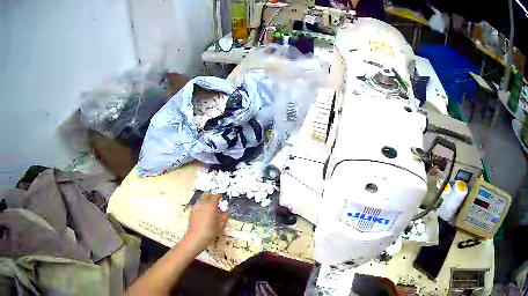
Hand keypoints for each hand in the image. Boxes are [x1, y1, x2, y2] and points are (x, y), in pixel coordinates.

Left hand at [184, 194, 228, 250]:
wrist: (195, 238)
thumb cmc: (209, 232)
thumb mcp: (220, 226)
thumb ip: (224, 218)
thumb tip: (226, 214)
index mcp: (211, 205)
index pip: (216, 196)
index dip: (219, 196)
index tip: (222, 197)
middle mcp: (202, 204)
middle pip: (207, 195)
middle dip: (212, 196)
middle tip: (216, 201)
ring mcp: (196, 207)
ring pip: (201, 199)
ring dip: (206, 200)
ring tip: (210, 207)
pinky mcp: (191, 212)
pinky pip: (198, 205)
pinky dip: (201, 206)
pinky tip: (204, 213)